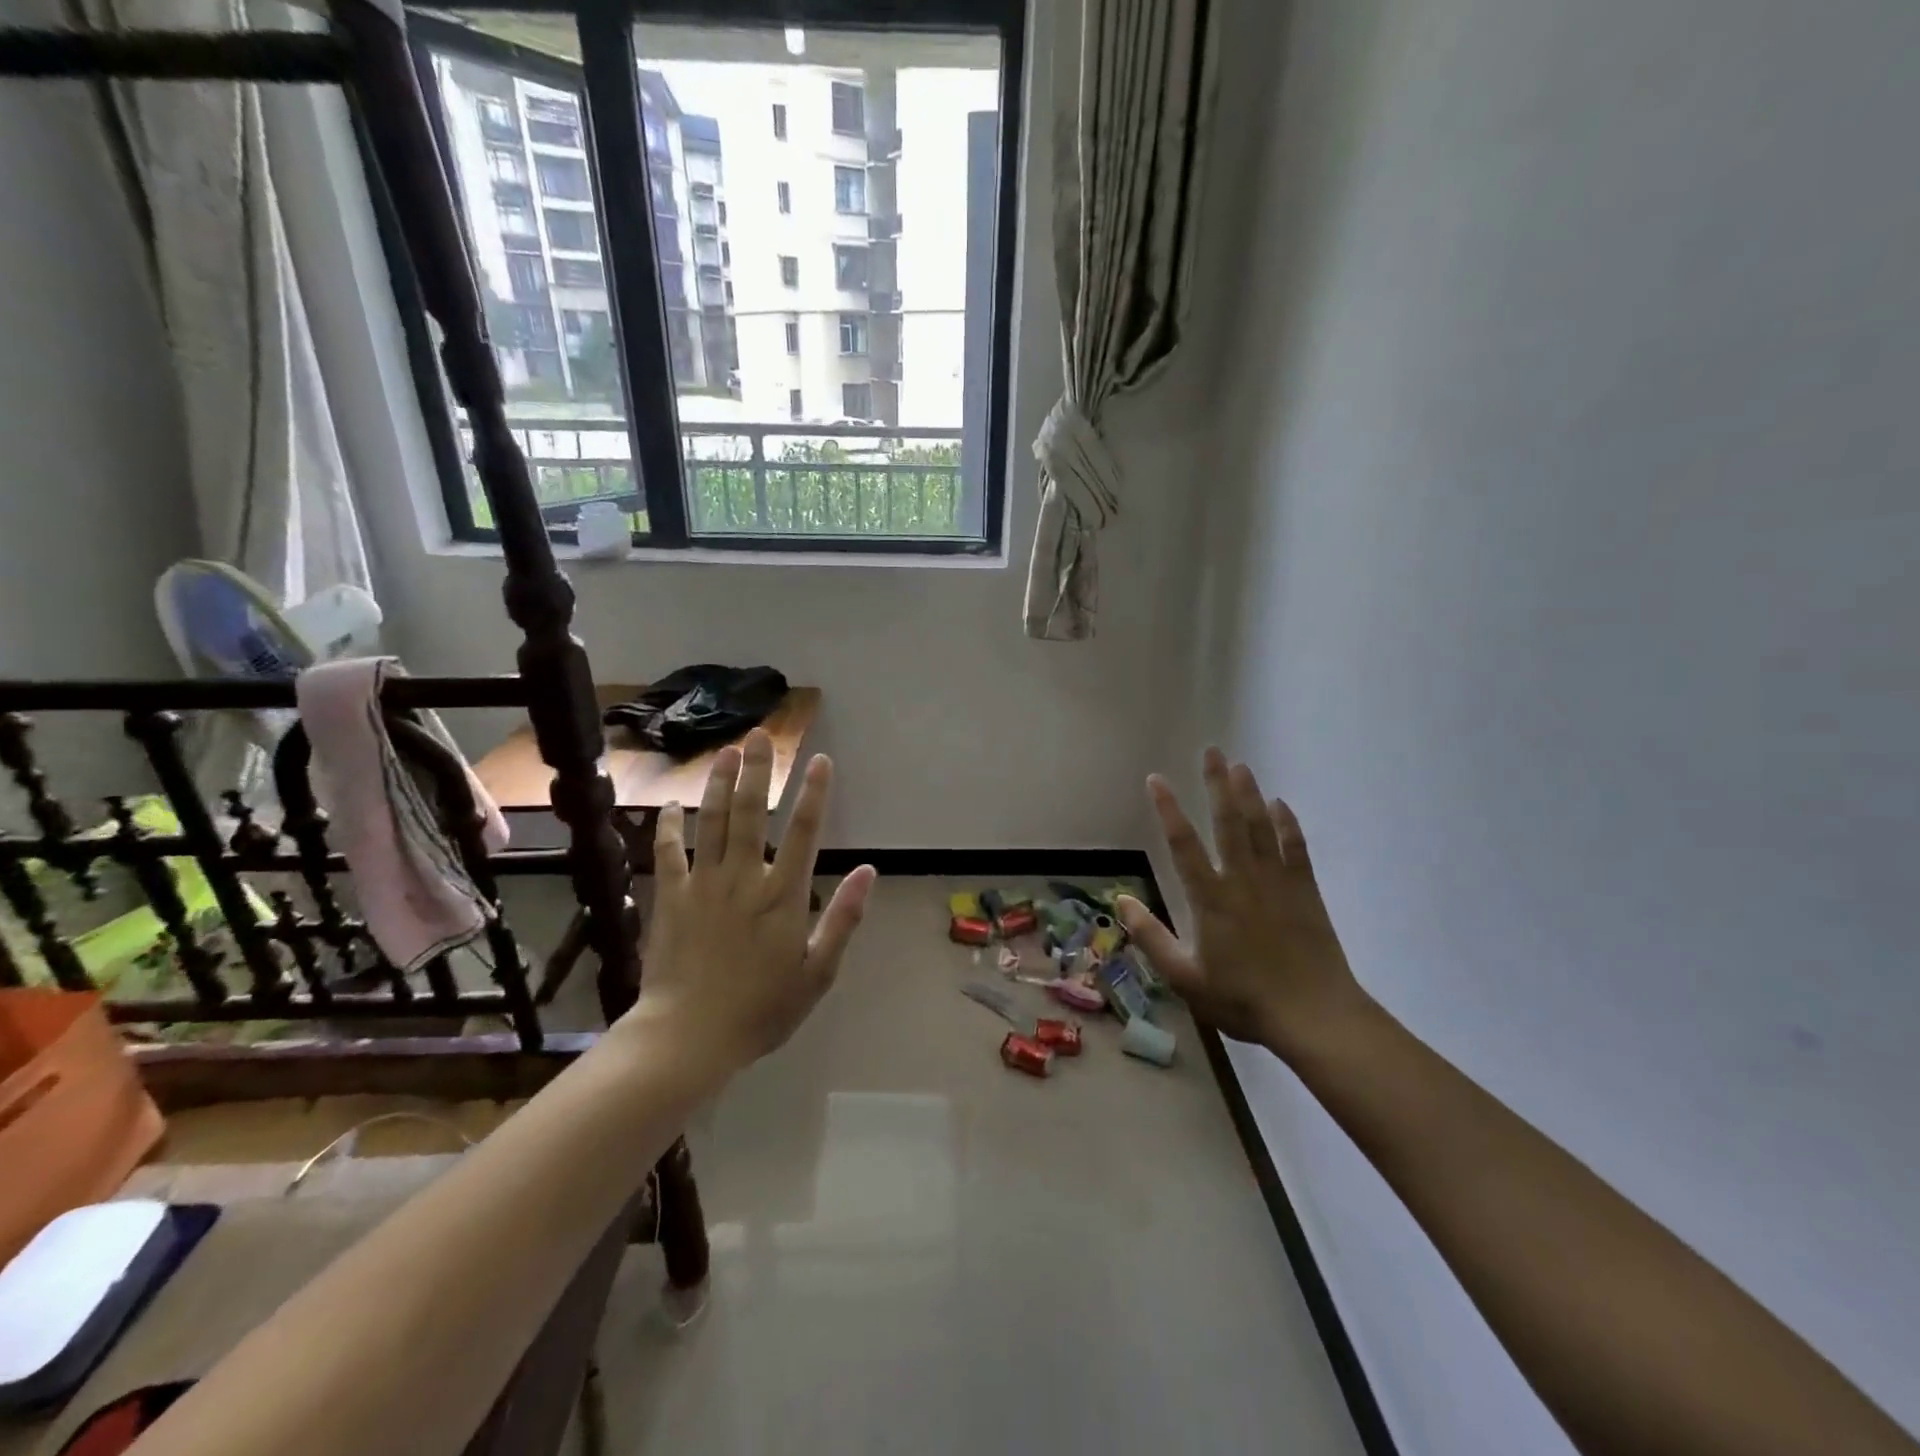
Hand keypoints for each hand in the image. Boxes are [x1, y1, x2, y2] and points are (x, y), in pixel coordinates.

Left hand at [627, 728, 876, 1075]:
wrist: (688, 1037)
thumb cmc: (761, 1009)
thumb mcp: (817, 973)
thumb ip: (843, 918)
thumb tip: (869, 871)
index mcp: (783, 895)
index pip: (805, 832)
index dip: (814, 793)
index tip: (820, 761)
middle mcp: (744, 878)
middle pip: (753, 813)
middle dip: (759, 771)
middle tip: (760, 736)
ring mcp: (703, 884)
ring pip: (714, 822)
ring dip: (721, 784)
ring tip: (726, 752)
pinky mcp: (670, 898)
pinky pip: (668, 853)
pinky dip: (669, 827)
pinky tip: (670, 805)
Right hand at [1116, 749, 1365, 1057]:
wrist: (1314, 1015)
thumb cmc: (1243, 999)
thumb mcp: (1185, 978)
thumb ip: (1151, 937)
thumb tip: (1120, 901)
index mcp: (1210, 898)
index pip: (1183, 843)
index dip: (1168, 809)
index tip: (1157, 779)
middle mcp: (1242, 879)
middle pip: (1228, 821)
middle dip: (1217, 784)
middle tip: (1212, 751)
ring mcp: (1277, 882)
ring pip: (1260, 827)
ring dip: (1249, 794)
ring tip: (1240, 765)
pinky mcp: (1305, 891)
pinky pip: (1295, 847)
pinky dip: (1287, 824)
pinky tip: (1280, 805)